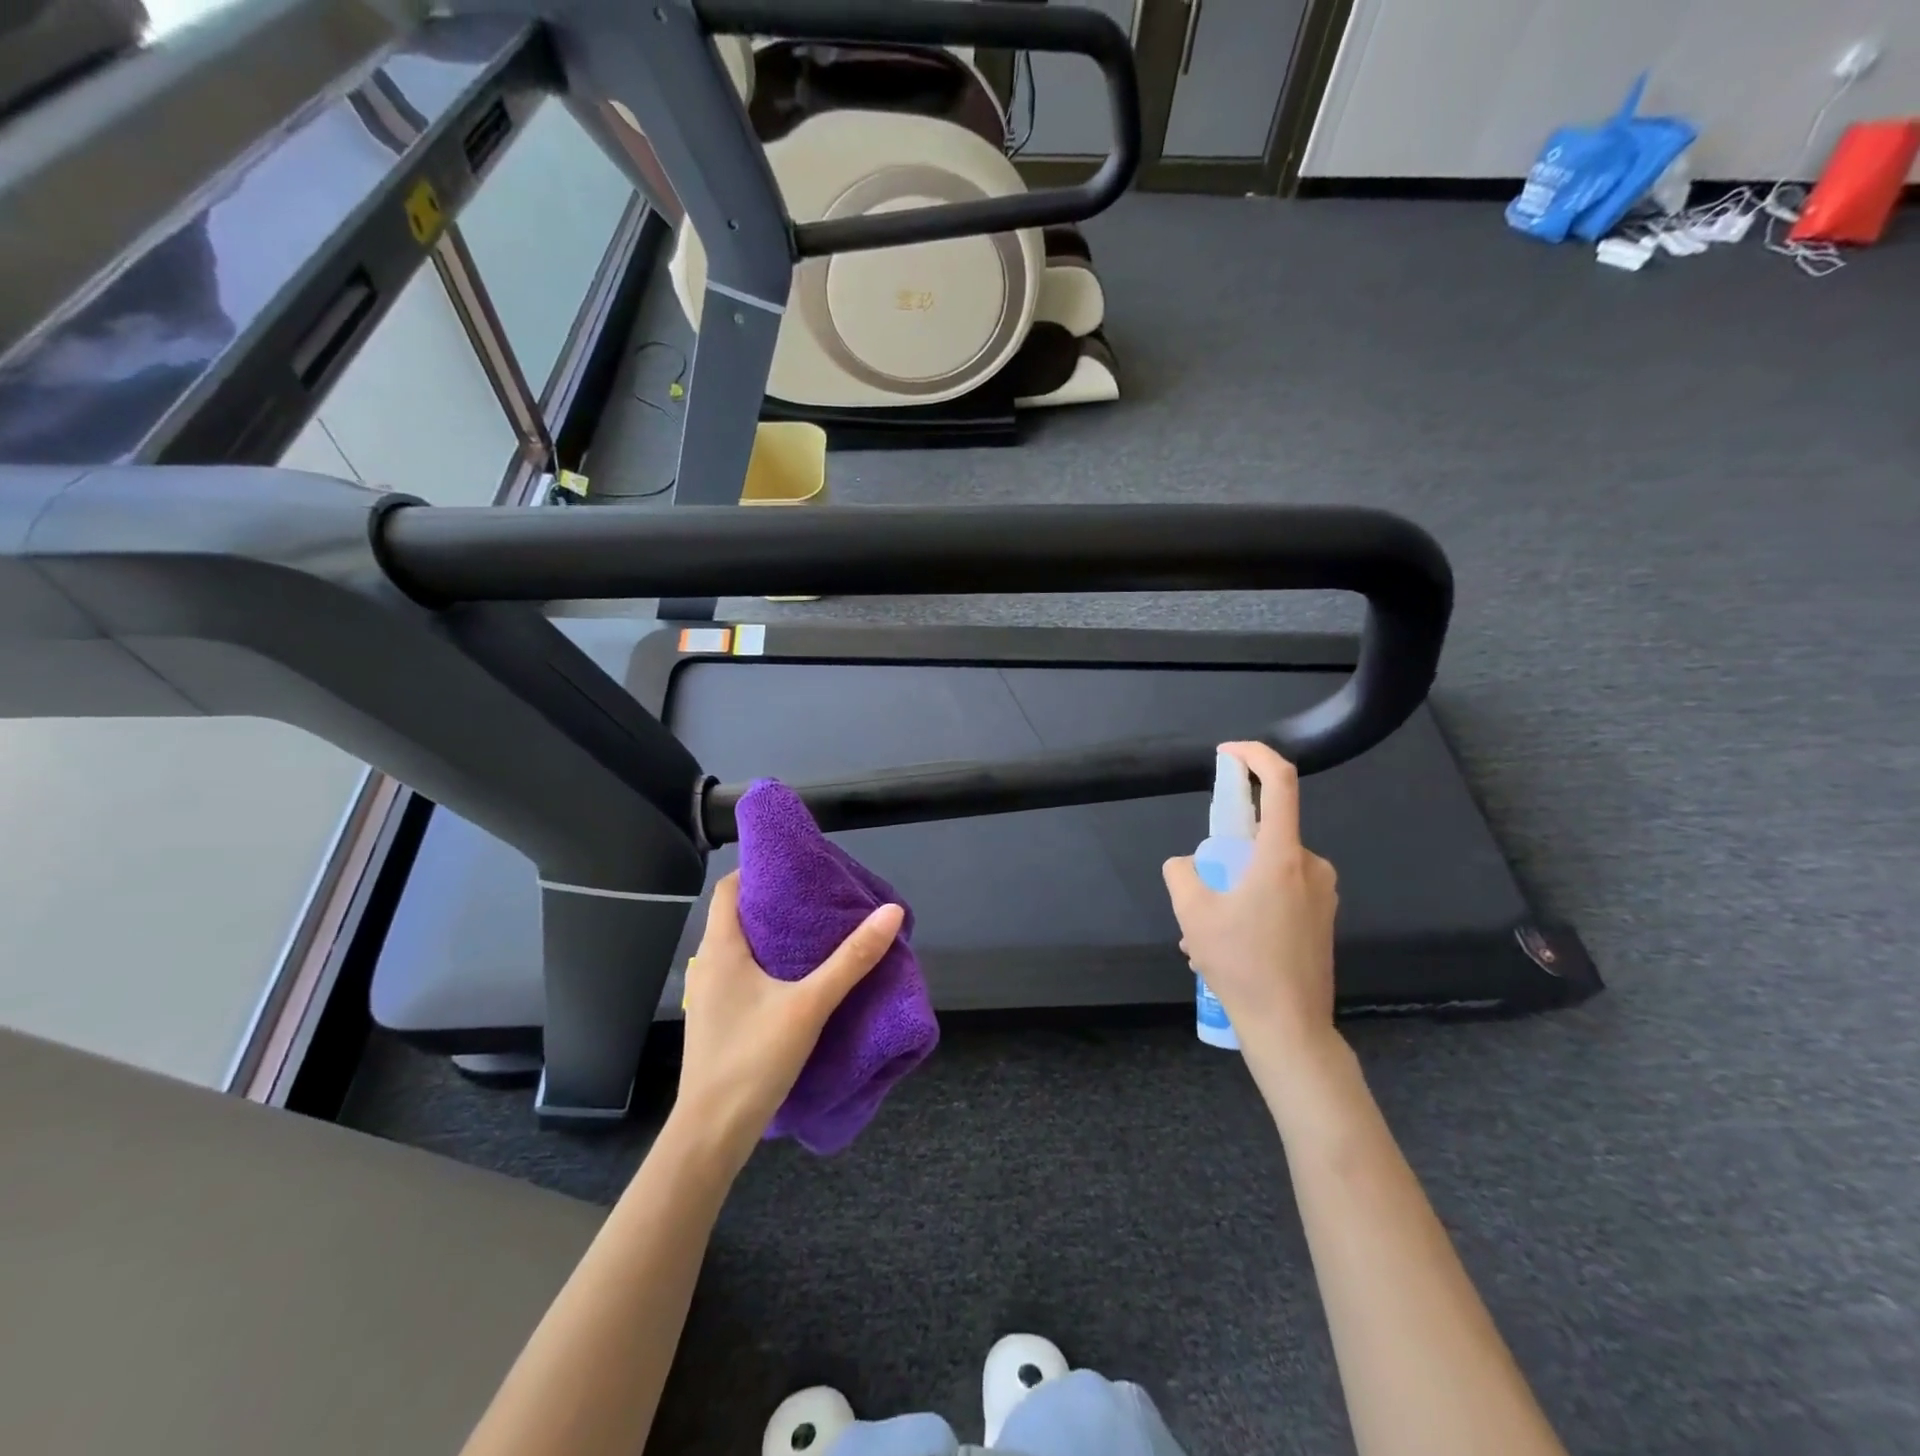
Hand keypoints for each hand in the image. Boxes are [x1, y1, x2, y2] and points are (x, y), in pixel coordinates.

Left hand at [675, 872, 905, 1161]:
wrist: (712, 1134)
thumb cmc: (753, 1059)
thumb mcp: (810, 1005)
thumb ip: (851, 959)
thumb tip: (891, 912)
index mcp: (721, 949)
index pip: (729, 888)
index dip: (759, 871)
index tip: (799, 868)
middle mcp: (707, 965)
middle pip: (737, 916)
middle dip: (775, 903)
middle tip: (819, 898)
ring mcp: (709, 995)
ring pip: (739, 947)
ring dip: (772, 936)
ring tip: (815, 933)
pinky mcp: (717, 1019)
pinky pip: (740, 974)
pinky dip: (766, 964)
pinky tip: (797, 978)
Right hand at [1162, 742, 1339, 1060]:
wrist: (1291, 1029)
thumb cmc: (1243, 965)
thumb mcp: (1193, 915)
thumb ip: (1181, 874)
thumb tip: (1186, 865)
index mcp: (1283, 856)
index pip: (1279, 782)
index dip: (1254, 756)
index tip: (1228, 753)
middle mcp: (1311, 866)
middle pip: (1262, 835)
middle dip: (1224, 857)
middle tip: (1199, 897)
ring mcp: (1322, 895)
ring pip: (1267, 871)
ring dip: (1232, 891)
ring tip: (1205, 938)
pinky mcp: (1324, 919)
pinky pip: (1280, 895)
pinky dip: (1250, 908)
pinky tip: (1229, 949)